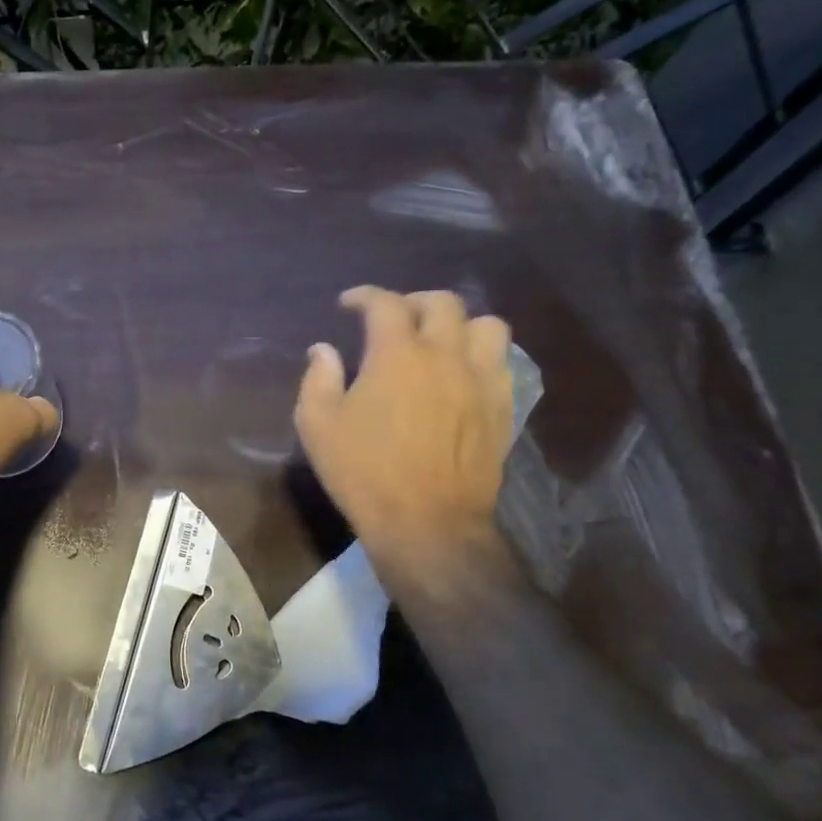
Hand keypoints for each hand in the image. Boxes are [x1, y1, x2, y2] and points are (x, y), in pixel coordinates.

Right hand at [294, 287, 513, 562]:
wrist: (428, 524)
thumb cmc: (364, 472)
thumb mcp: (318, 425)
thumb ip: (318, 379)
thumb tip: (324, 350)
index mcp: (398, 355)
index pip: (385, 303)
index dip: (364, 295)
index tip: (348, 303)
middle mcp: (446, 356)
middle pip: (443, 303)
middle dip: (414, 301)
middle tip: (394, 318)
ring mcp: (482, 381)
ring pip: (488, 326)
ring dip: (461, 324)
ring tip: (440, 341)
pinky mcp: (502, 409)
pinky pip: (503, 364)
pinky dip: (481, 357)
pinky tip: (462, 375)